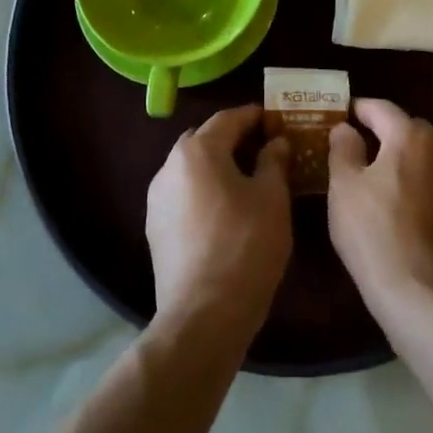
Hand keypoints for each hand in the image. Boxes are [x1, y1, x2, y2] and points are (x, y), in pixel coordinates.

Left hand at [146, 105, 292, 344]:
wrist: (203, 316)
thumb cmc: (245, 246)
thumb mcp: (272, 198)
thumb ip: (274, 161)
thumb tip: (275, 142)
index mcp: (198, 150)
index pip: (229, 118)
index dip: (255, 116)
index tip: (277, 121)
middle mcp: (170, 166)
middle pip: (205, 139)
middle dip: (234, 139)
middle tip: (265, 149)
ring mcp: (157, 198)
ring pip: (192, 168)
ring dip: (217, 166)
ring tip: (248, 181)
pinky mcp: (154, 228)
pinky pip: (184, 194)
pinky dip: (204, 191)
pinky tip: (226, 211)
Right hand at [327, 98, 432, 332]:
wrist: (424, 295)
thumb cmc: (375, 234)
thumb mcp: (344, 188)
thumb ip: (343, 149)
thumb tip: (345, 128)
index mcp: (410, 137)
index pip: (382, 108)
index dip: (360, 108)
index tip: (342, 112)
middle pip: (408, 130)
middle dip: (384, 132)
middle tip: (357, 145)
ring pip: (425, 157)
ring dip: (403, 159)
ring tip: (377, 177)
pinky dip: (418, 184)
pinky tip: (400, 206)